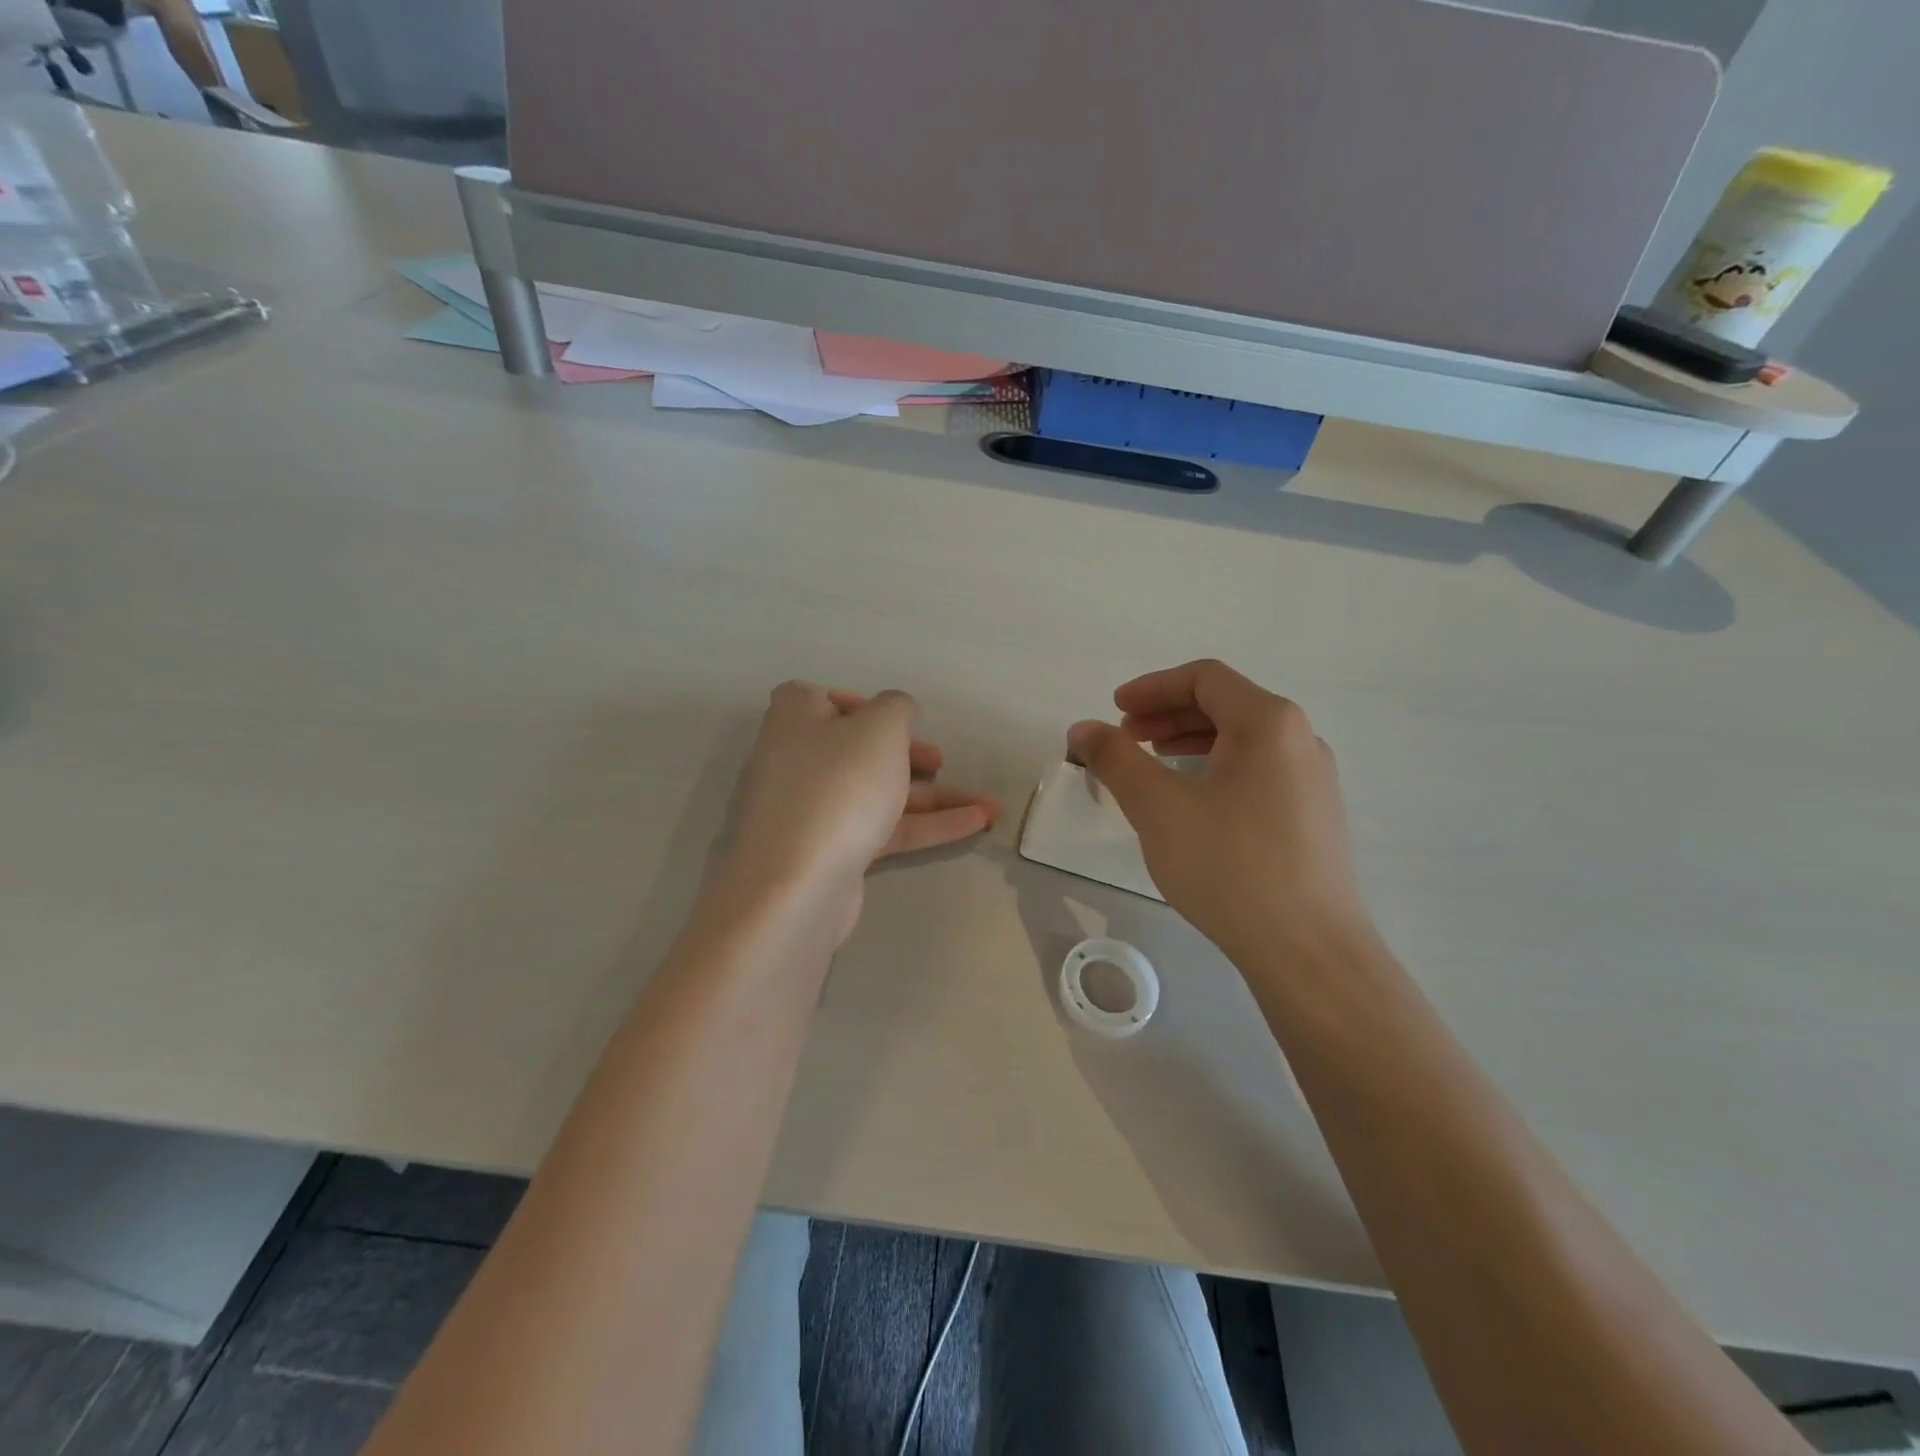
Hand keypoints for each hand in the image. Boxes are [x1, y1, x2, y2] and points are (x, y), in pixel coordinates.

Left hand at [720, 682, 998, 942]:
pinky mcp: (830, 850)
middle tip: (940, 762)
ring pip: (879, 792)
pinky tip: (975, 824)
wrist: (798, 884)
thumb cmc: (839, 786)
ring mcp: (811, 810)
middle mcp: (796, 760)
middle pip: (859, 749)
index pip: (826, 699)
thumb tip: (895, 711)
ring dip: (934, 796)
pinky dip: (926, 824)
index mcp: (795, 718)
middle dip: (910, 755)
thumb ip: (897, 707)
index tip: (899, 722)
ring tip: (990, 806)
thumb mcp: (880, 728)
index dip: (865, 707)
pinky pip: (882, 827)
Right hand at [1066, 660, 1371, 963]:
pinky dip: (1216, 768)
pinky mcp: (1314, 815)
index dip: (1152, 687)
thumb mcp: (1158, 807)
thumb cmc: (1229, 866)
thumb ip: (1115, 759)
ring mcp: (1314, 779)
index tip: (1115, 711)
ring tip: (1153, 765)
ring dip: (1190, 741)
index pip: (1204, 678)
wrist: (1308, 950)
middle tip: (1126, 738)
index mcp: (1268, 722)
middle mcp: (1300, 738)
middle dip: (1167, 715)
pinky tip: (1193, 802)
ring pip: (1243, 739)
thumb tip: (1083, 728)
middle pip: (1225, 704)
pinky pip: (1258, 770)